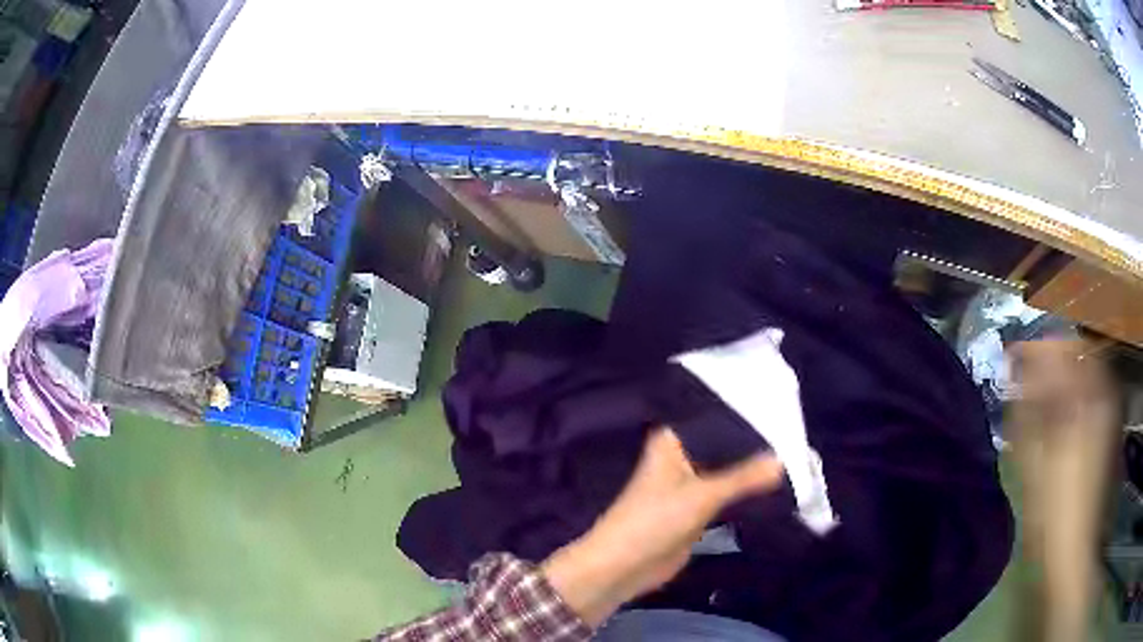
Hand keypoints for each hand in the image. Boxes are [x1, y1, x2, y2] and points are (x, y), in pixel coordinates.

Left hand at [541, 428, 783, 625]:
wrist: (624, 568)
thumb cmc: (654, 521)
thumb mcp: (702, 496)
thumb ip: (744, 477)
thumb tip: (783, 460)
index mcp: (674, 441)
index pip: (717, 417)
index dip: (748, 414)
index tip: (785, 409)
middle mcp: (683, 457)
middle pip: (726, 445)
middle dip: (757, 444)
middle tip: (800, 437)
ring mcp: (692, 484)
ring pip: (729, 470)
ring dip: (754, 470)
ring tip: (797, 458)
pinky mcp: (698, 510)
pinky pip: (729, 494)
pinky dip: (748, 491)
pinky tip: (779, 485)